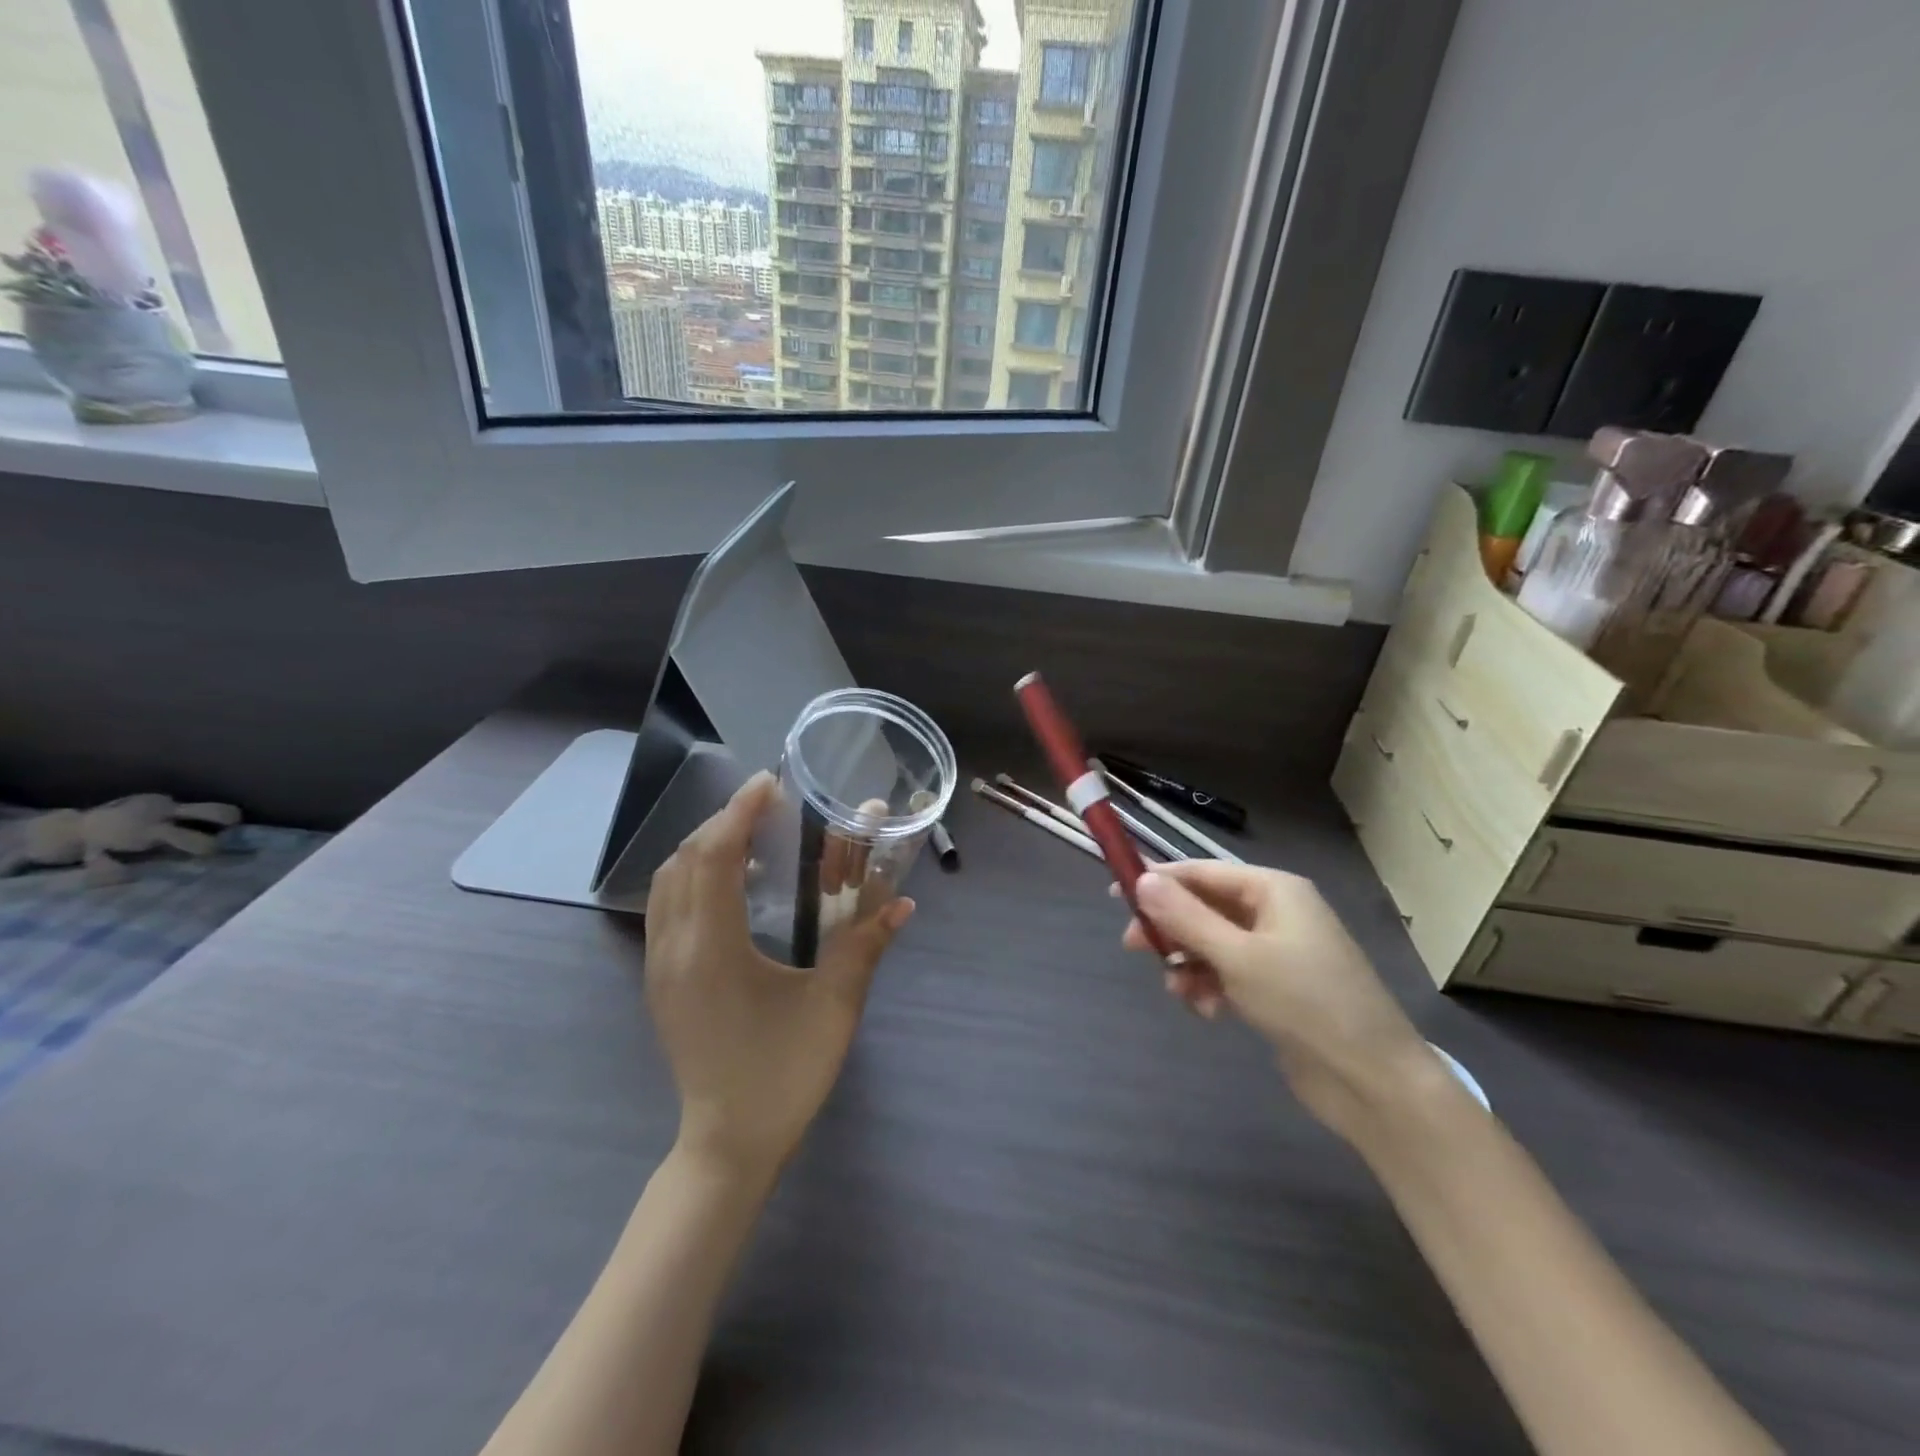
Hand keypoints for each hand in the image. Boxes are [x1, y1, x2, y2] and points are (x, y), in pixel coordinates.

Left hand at [645, 772, 914, 1177]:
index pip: (715, 858)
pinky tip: (730, 885)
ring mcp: (659, 966)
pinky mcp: (660, 981)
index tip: (769, 783)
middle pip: (685, 860)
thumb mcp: (833, 1009)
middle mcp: (675, 948)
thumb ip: (865, 947)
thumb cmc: (782, 1076)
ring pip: (667, 882)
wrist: (728, 1145)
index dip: (739, 813)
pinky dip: (691, 876)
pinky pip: (665, 906)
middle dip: (723, 822)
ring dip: (704, 847)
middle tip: (768, 805)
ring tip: (750, 836)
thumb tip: (904, 902)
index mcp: (713, 950)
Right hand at [1122, 862, 1431, 1135]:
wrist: (1373, 1081)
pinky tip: (1209, 1012)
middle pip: (1206, 907)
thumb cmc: (1305, 1002)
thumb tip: (1142, 880)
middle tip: (1134, 948)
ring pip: (1212, 943)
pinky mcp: (1278, 988)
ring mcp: (1279, 951)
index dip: (1159, 881)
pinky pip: (1229, 973)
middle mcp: (1276, 912)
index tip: (1116, 896)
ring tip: (1181, 993)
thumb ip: (1186, 918)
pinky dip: (1212, 987)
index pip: (1202, 872)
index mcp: (1274, 890)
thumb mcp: (1237, 956)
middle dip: (1172, 929)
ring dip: (1190, 964)